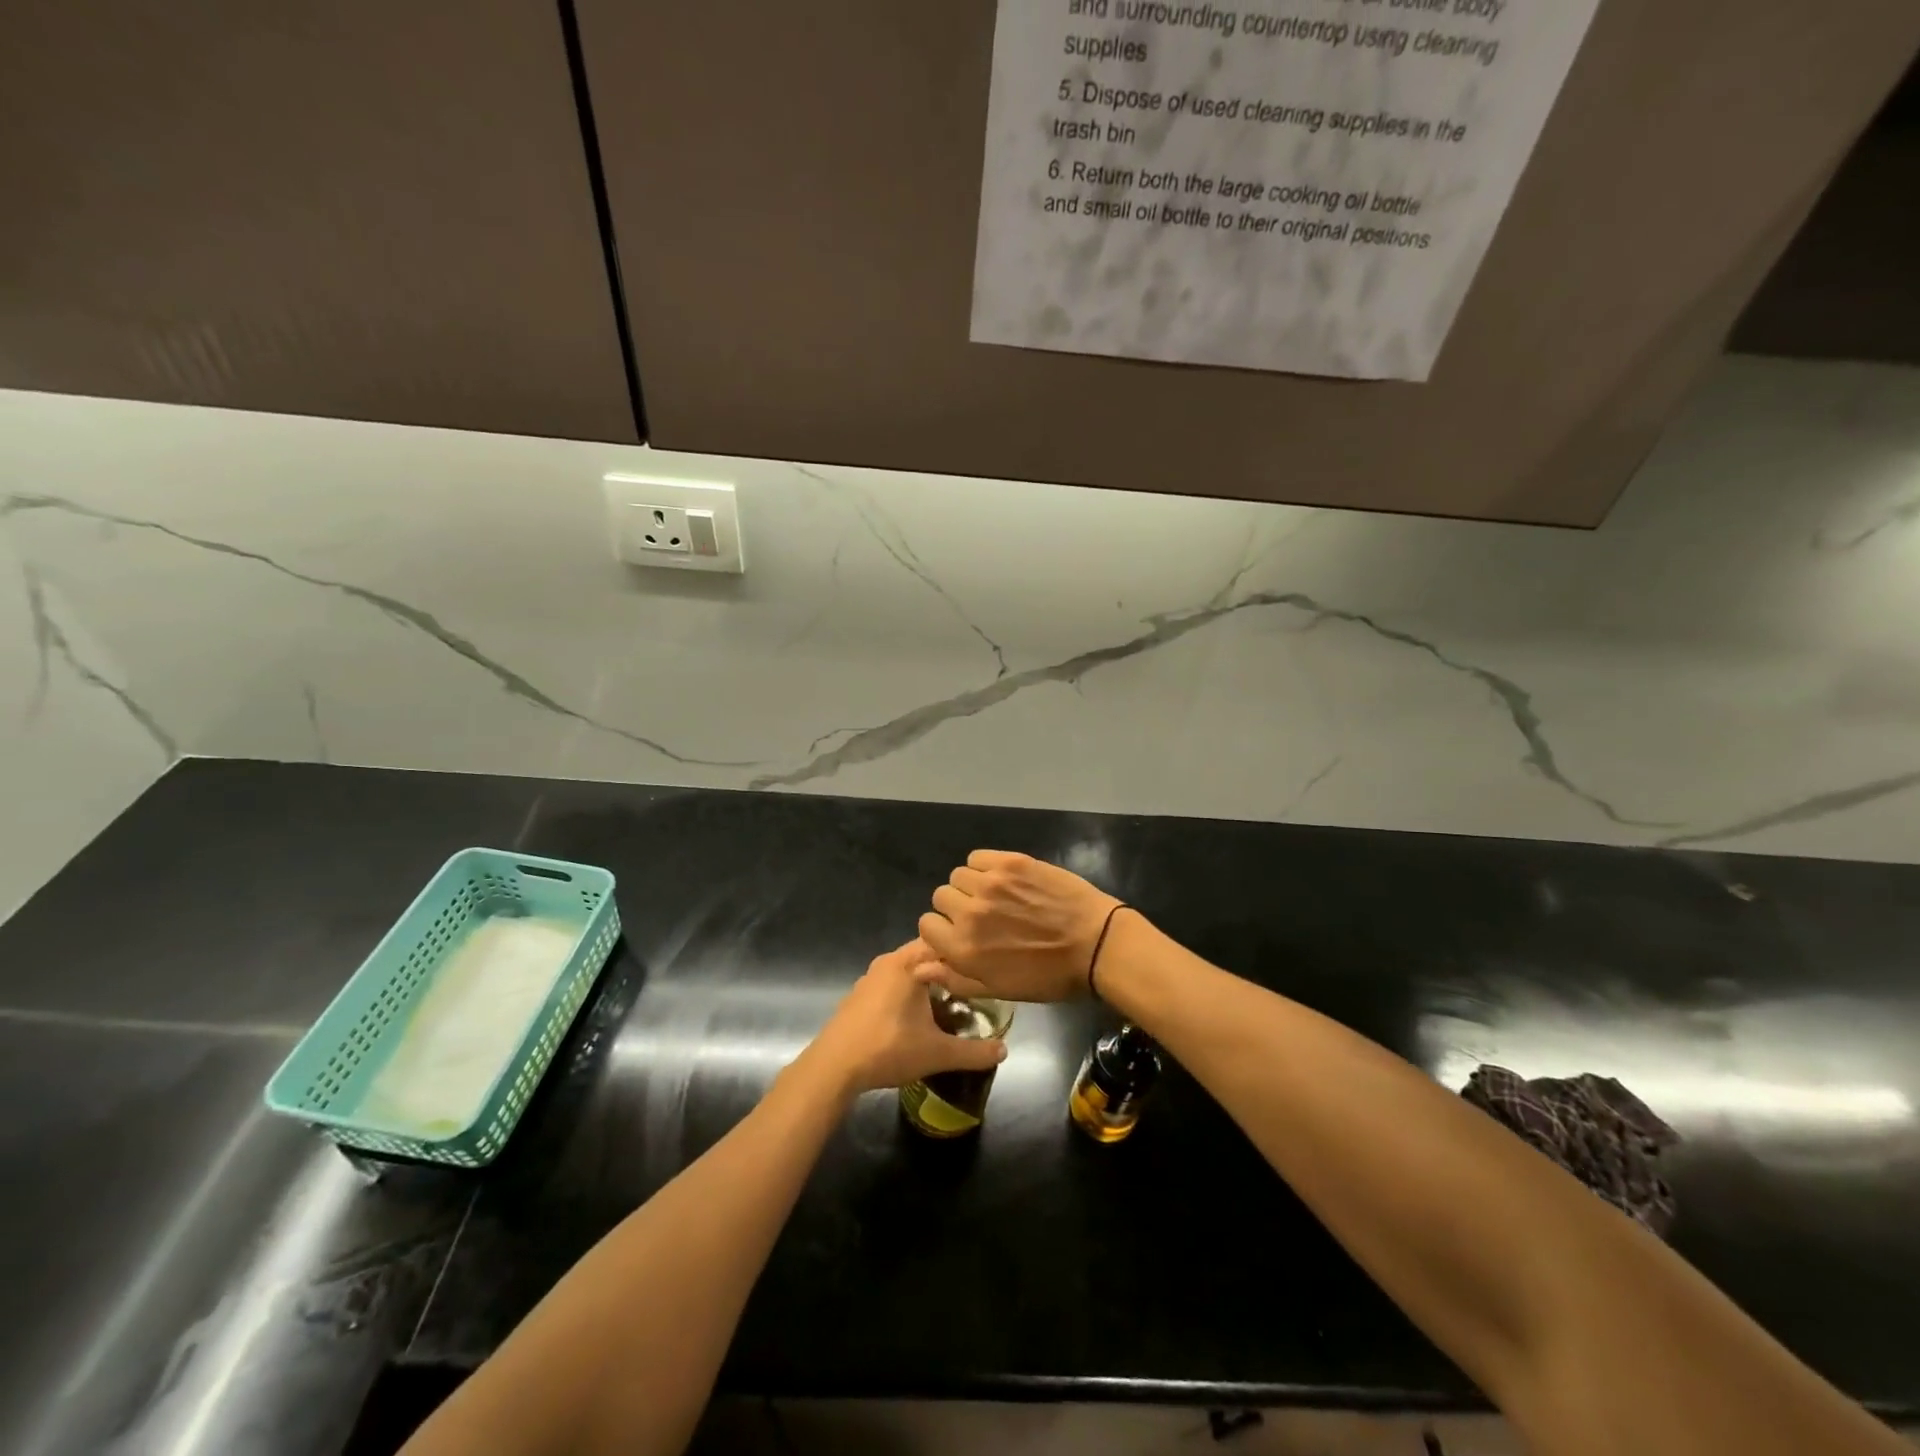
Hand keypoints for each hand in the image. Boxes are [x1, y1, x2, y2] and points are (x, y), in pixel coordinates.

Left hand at [800, 940, 1007, 1095]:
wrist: (834, 1067)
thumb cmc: (889, 1048)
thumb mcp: (938, 1053)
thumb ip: (974, 1052)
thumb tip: (1005, 1051)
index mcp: (908, 963)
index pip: (944, 942)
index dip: (965, 954)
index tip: (983, 970)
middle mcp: (888, 961)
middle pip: (925, 955)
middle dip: (947, 970)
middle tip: (970, 991)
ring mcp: (869, 977)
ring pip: (907, 969)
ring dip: (925, 982)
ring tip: (947, 1004)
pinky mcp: (858, 995)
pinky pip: (890, 983)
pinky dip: (905, 993)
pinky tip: (913, 1018)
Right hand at [917, 850, 1120, 1002]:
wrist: (1096, 944)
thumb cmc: (1049, 975)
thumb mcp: (1000, 989)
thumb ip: (955, 978)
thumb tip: (919, 968)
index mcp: (964, 949)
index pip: (926, 925)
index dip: (942, 930)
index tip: (961, 933)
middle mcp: (970, 913)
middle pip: (941, 896)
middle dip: (956, 907)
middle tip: (984, 915)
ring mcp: (990, 884)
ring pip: (958, 875)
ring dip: (971, 886)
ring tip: (997, 896)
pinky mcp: (1011, 862)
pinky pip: (978, 857)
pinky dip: (985, 866)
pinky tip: (1005, 879)